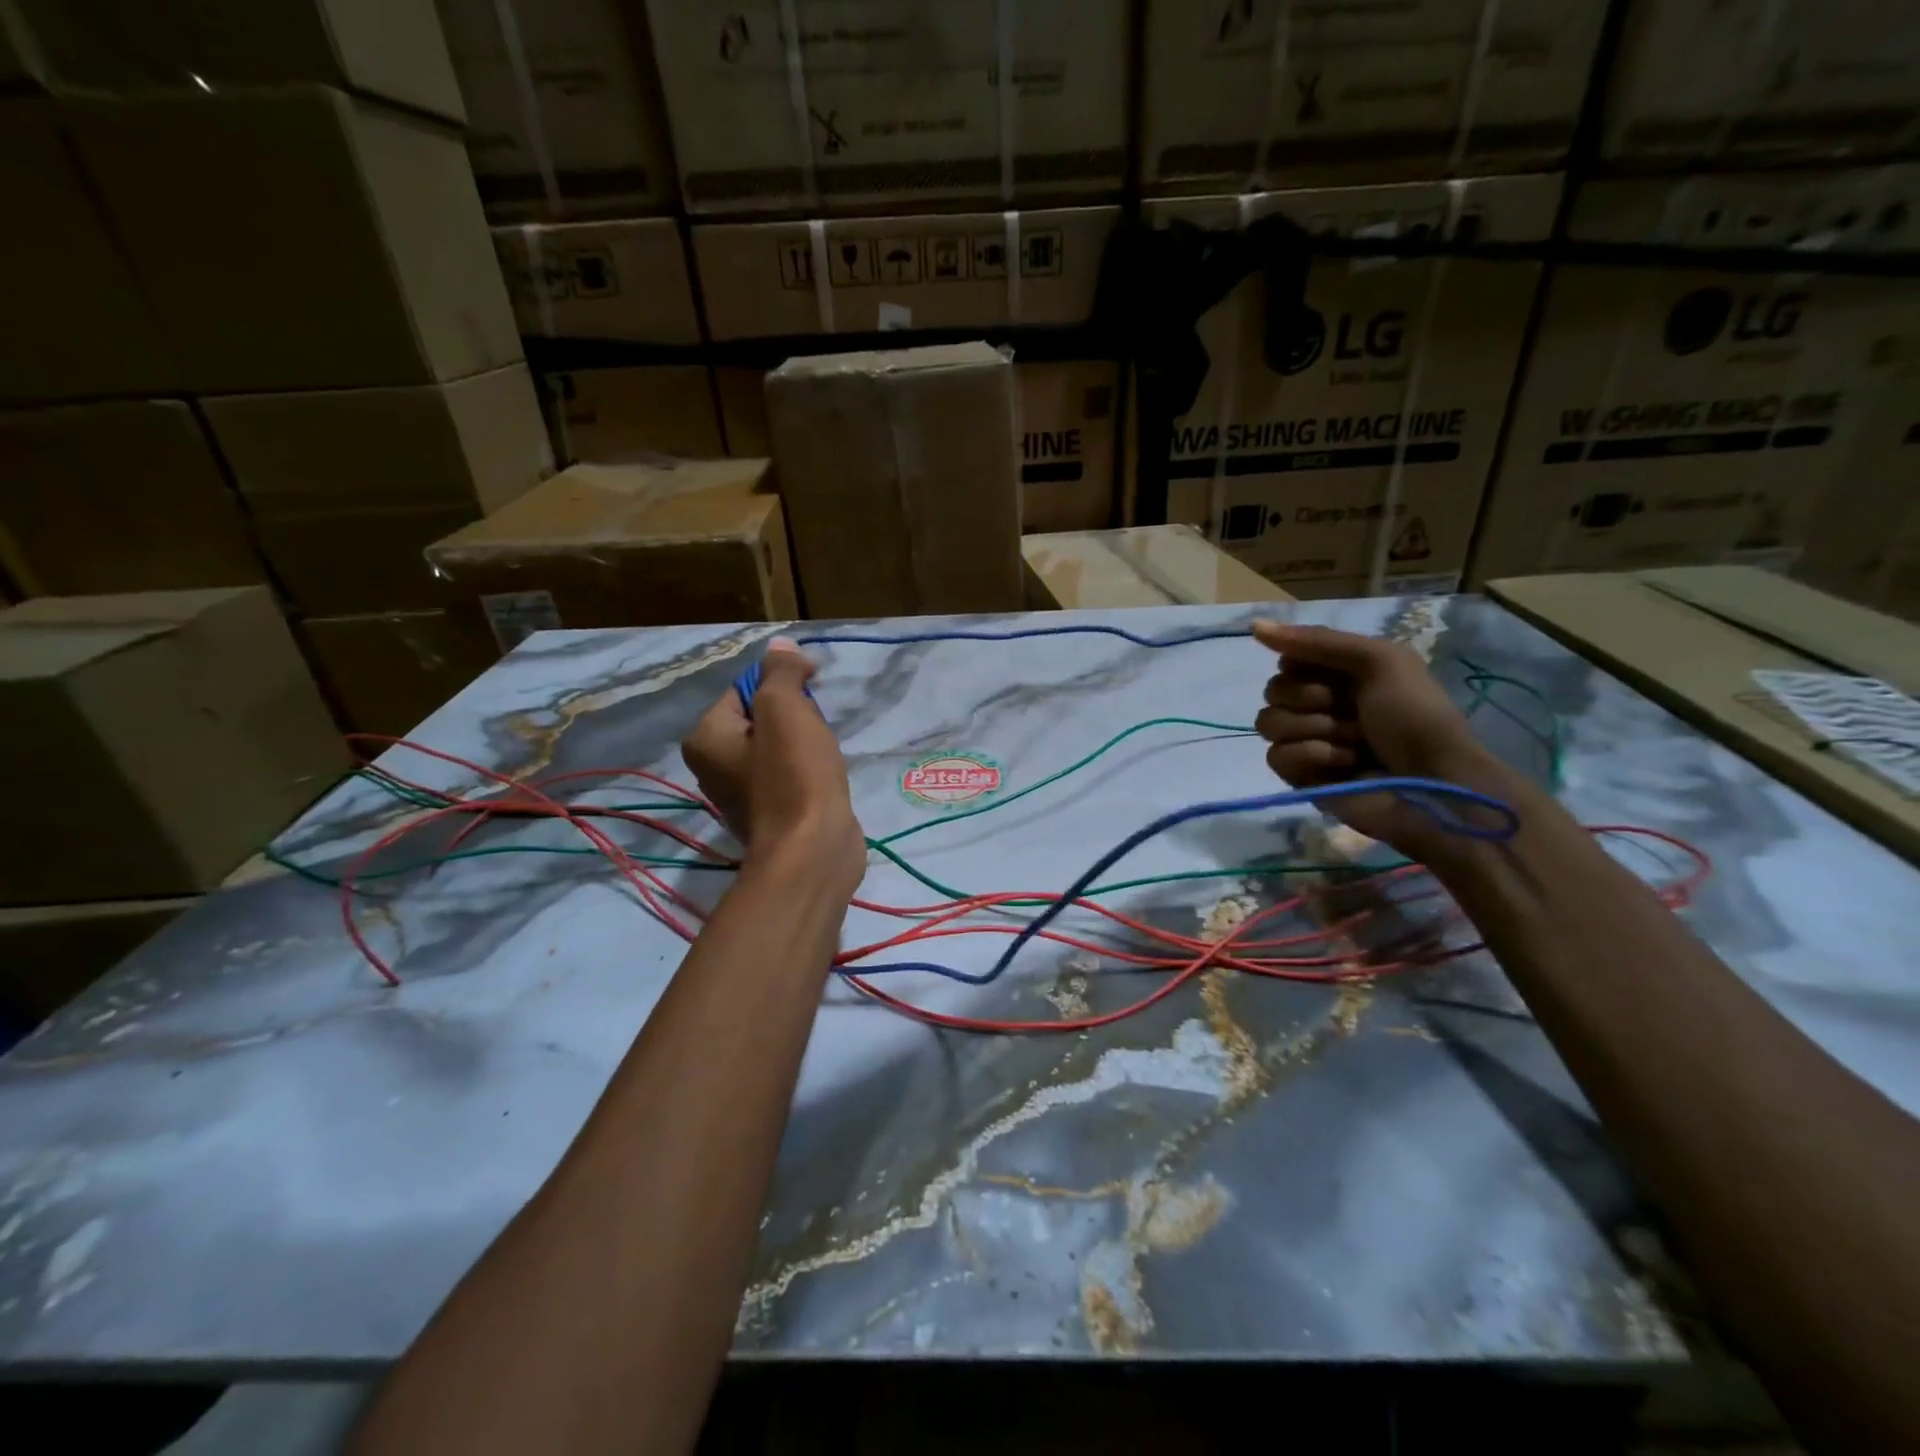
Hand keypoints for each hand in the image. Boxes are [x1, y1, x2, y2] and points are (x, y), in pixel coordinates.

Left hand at [681, 638, 865, 896]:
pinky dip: (808, 771)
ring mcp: (741, 795)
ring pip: (778, 748)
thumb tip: (780, 647)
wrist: (813, 849)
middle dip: (794, 717)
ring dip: (804, 744)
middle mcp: (713, 766)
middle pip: (760, 719)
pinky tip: (824, 778)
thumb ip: (780, 672)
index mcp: (706, 738)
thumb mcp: (785, 708)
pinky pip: (789, 775)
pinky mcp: (771, 815)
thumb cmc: (794, 774)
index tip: (811, 691)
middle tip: (815, 729)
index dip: (781, 683)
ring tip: (822, 756)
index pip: (743, 690)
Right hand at [1251, 619, 1500, 858]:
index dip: (1303, 666)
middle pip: (1273, 690)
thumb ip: (1317, 641)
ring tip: (1352, 743)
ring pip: (1269, 723)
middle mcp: (1319, 706)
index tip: (1335, 674)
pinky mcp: (1300, 777)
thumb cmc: (1416, 716)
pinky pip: (1276, 756)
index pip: (1287, 661)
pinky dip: (1310, 756)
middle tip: (1349, 711)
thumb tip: (1253, 625)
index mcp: (1339, 676)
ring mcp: (1308, 742)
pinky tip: (1342, 764)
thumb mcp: (1379, 660)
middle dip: (1310, 699)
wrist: (1435, 783)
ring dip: (1315, 728)